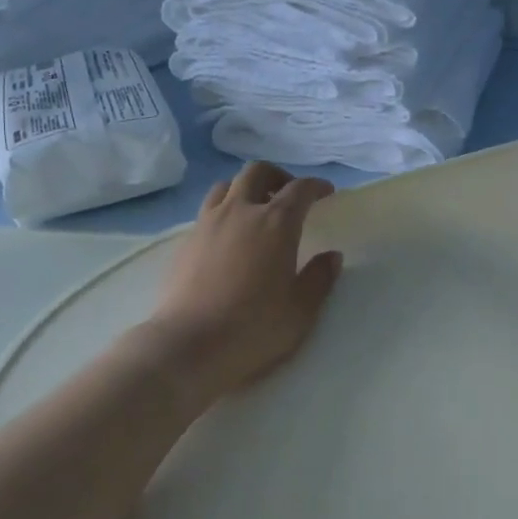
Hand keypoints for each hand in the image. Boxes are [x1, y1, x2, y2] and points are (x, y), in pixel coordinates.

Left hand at [147, 162, 343, 400]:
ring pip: (227, 185)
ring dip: (246, 189)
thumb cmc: (253, 328)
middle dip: (278, 176)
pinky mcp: (185, 241)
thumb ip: (320, 278)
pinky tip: (228, 237)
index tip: (326, 192)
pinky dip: (224, 211)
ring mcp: (208, 223)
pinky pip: (208, 210)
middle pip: (258, 171)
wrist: (187, 346)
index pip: (300, 189)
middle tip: (289, 195)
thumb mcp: (301, 310)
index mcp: (276, 223)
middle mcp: (241, 211)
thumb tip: (332, 256)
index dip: (316, 186)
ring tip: (255, 210)